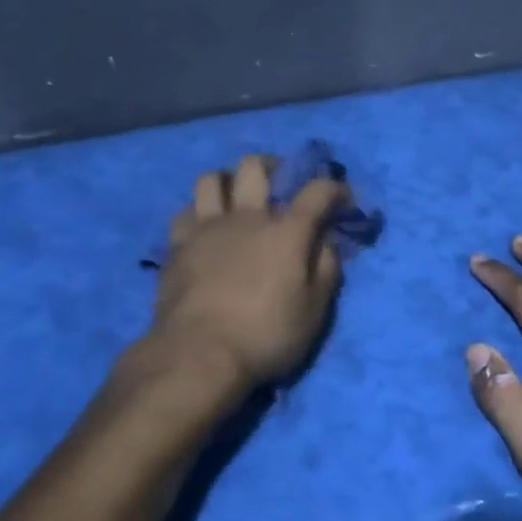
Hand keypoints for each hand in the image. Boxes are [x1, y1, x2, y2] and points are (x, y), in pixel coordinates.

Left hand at [149, 154, 351, 394]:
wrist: (199, 354)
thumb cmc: (265, 335)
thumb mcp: (314, 310)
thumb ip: (325, 269)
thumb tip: (326, 241)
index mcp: (286, 231)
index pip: (317, 191)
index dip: (335, 189)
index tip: (343, 199)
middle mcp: (246, 217)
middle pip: (254, 167)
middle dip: (273, 166)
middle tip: (279, 183)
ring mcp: (207, 228)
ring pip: (211, 179)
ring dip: (227, 181)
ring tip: (235, 198)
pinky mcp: (178, 246)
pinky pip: (185, 212)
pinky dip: (199, 213)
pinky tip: (205, 228)